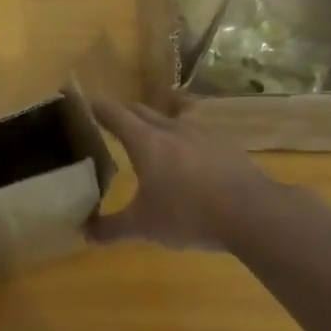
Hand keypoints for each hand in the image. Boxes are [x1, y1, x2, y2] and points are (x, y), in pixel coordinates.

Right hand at [87, 97, 295, 251]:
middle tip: (106, 123)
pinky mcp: (224, 143)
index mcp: (145, 142)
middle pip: (139, 110)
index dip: (93, 105)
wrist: (254, 213)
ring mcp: (201, 132)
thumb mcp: (144, 227)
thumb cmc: (190, 215)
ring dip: (152, 124)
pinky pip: (192, 132)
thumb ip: (111, 228)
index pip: (112, 113)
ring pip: (168, 118)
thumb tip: (84, 231)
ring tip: (146, 140)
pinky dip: (179, 138)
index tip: (77, 98)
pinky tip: (184, 158)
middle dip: (120, 113)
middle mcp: (171, 128)